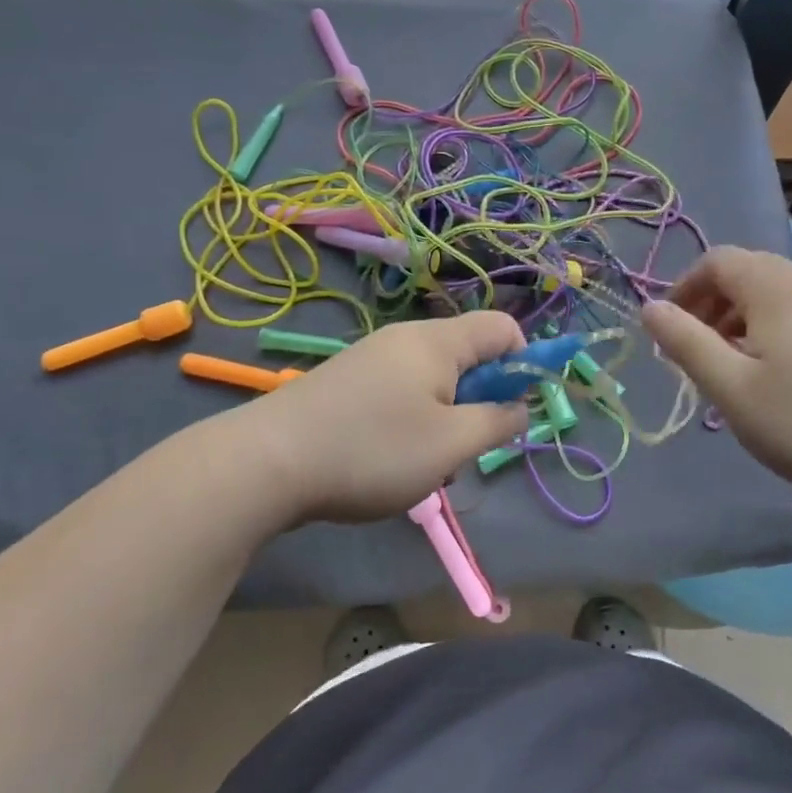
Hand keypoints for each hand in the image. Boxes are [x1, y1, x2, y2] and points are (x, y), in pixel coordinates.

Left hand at [245, 312, 529, 522]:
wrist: (267, 461)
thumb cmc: (372, 450)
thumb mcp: (450, 445)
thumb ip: (498, 422)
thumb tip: (521, 406)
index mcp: (437, 341)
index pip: (503, 327)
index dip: (524, 363)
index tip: (513, 410)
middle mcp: (406, 338)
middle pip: (468, 355)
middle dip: (479, 401)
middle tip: (462, 448)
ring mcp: (373, 357)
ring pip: (434, 380)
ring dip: (444, 420)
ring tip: (421, 465)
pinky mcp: (349, 381)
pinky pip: (401, 392)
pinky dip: (411, 422)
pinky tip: (388, 461)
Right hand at [642, 246, 791, 503]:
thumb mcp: (730, 387)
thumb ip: (684, 342)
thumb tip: (649, 308)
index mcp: (774, 288)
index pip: (717, 260)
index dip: (685, 286)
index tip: (671, 328)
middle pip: (748, 270)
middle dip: (713, 301)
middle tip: (699, 346)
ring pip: (777, 292)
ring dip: (743, 315)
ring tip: (735, 363)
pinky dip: (775, 326)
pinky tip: (780, 373)